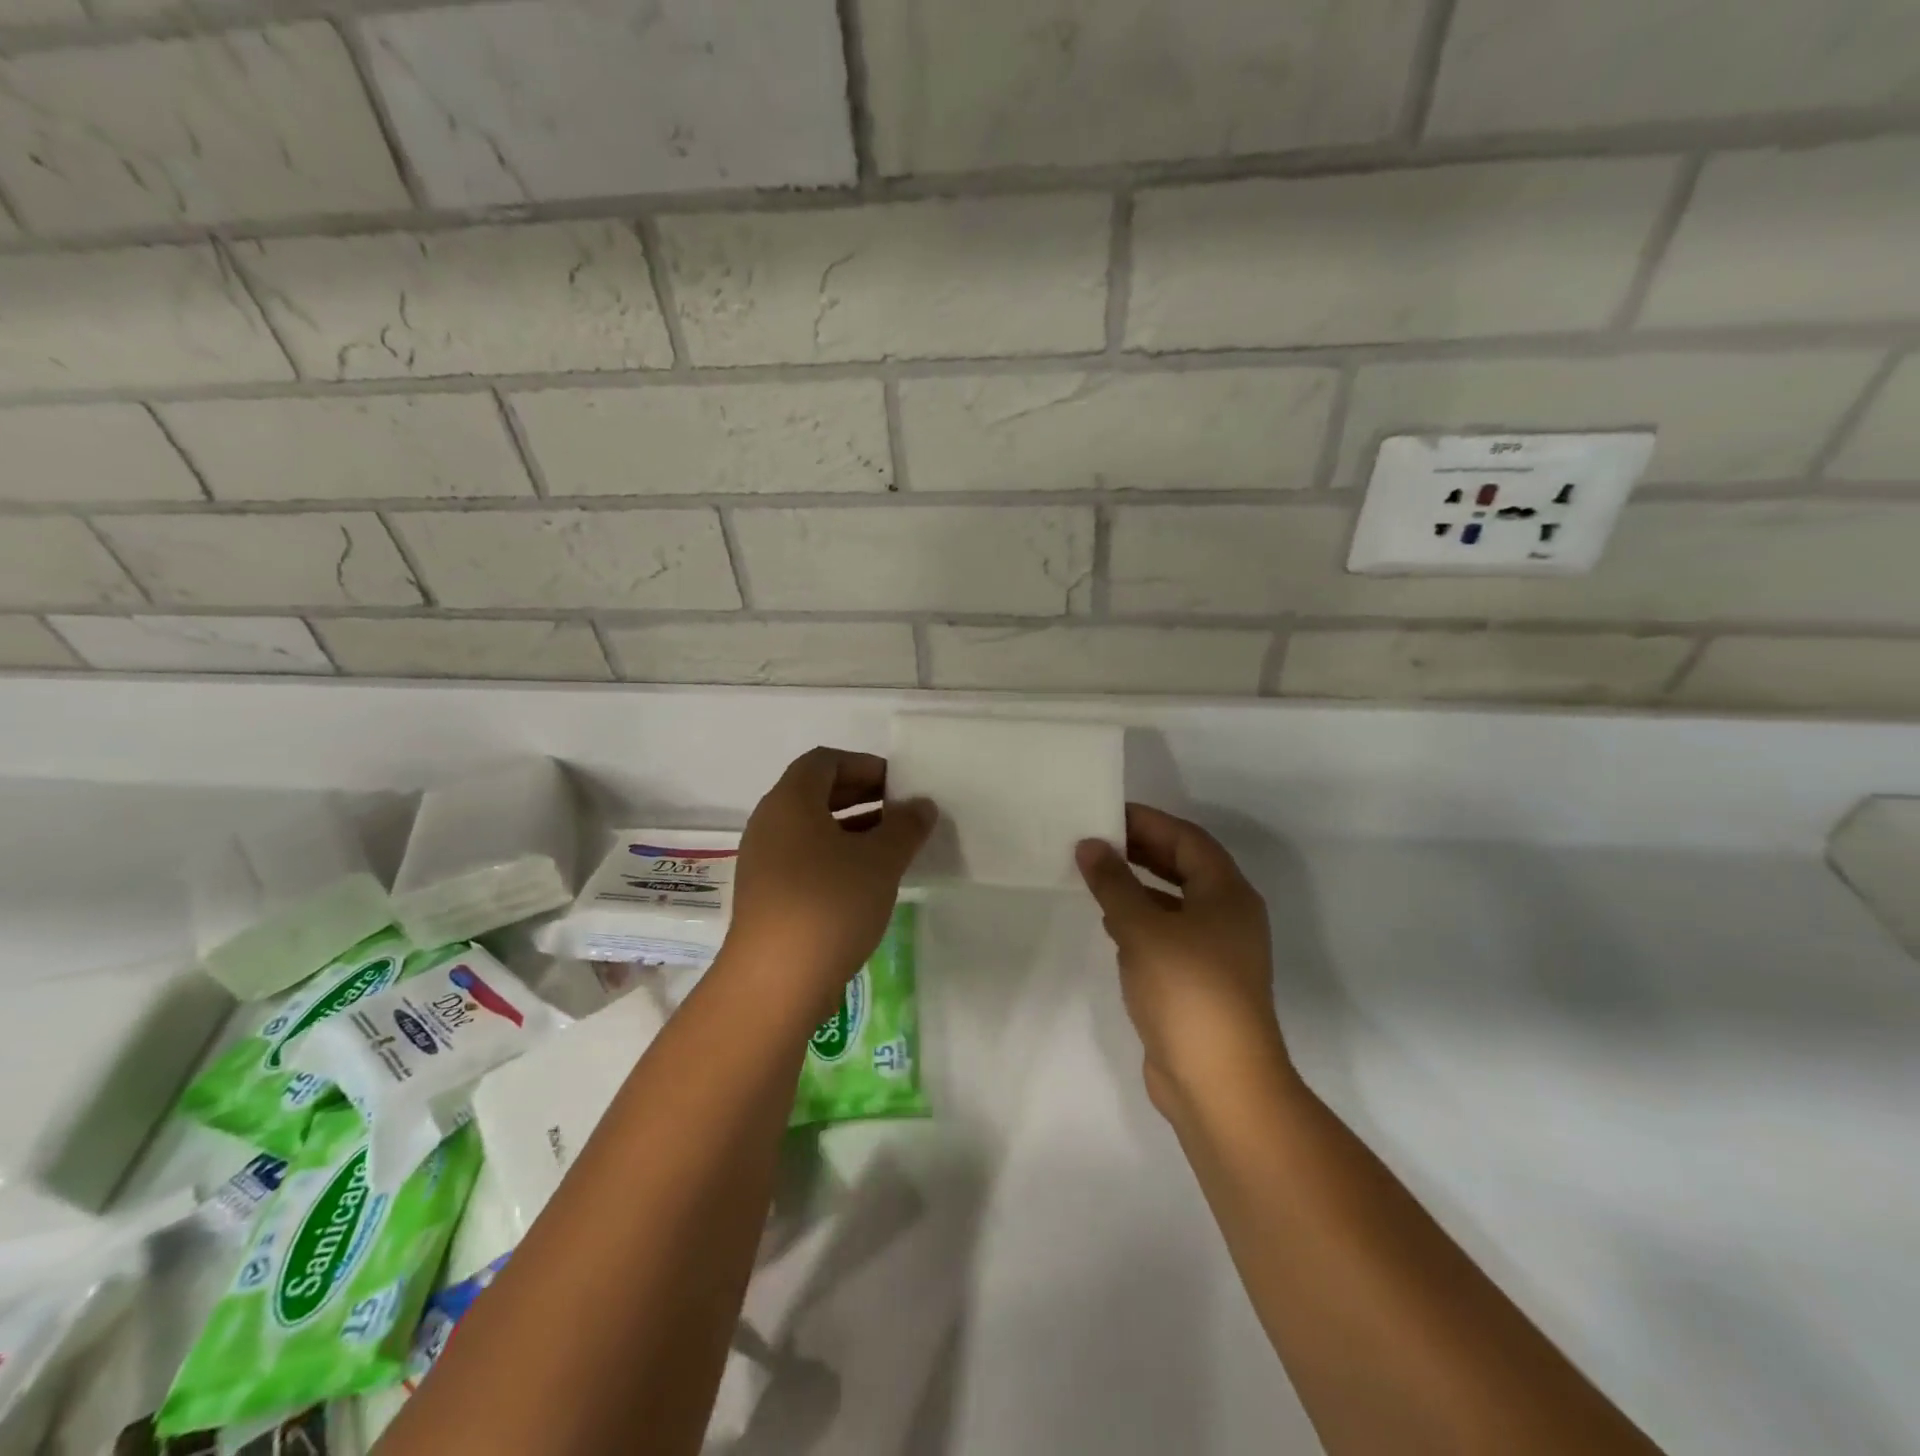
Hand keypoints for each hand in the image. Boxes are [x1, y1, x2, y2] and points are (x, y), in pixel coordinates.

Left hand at [728, 747, 935, 1015]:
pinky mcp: (766, 894)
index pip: (825, 761)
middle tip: (900, 813)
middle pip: (815, 792)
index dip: (864, 765)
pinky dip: (834, 856)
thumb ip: (905, 826)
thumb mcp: (880, 861)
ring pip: (811, 829)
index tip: (898, 786)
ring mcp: (762, 860)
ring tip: (890, 847)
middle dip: (861, 796)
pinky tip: (865, 881)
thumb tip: (921, 806)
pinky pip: (803, 858)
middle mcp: (769, 823)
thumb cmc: (830, 904)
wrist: (775, 981)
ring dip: (851, 829)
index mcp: (791, 801)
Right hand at [1076, 806, 1291, 1120]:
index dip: (1148, 822)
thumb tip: (1090, 845)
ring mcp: (1217, 952)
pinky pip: (1168, 935)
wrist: (1218, 1082)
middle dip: (1141, 851)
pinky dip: (1141, 921)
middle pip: (1184, 868)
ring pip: (1174, 903)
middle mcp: (1228, 916)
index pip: (1188, 839)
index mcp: (1227, 894)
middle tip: (1096, 840)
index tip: (1107, 812)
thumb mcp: (1143, 928)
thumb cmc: (1187, 989)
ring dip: (1138, 886)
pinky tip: (1111, 926)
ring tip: (1096, 876)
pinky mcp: (1200, 982)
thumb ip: (1114, 883)